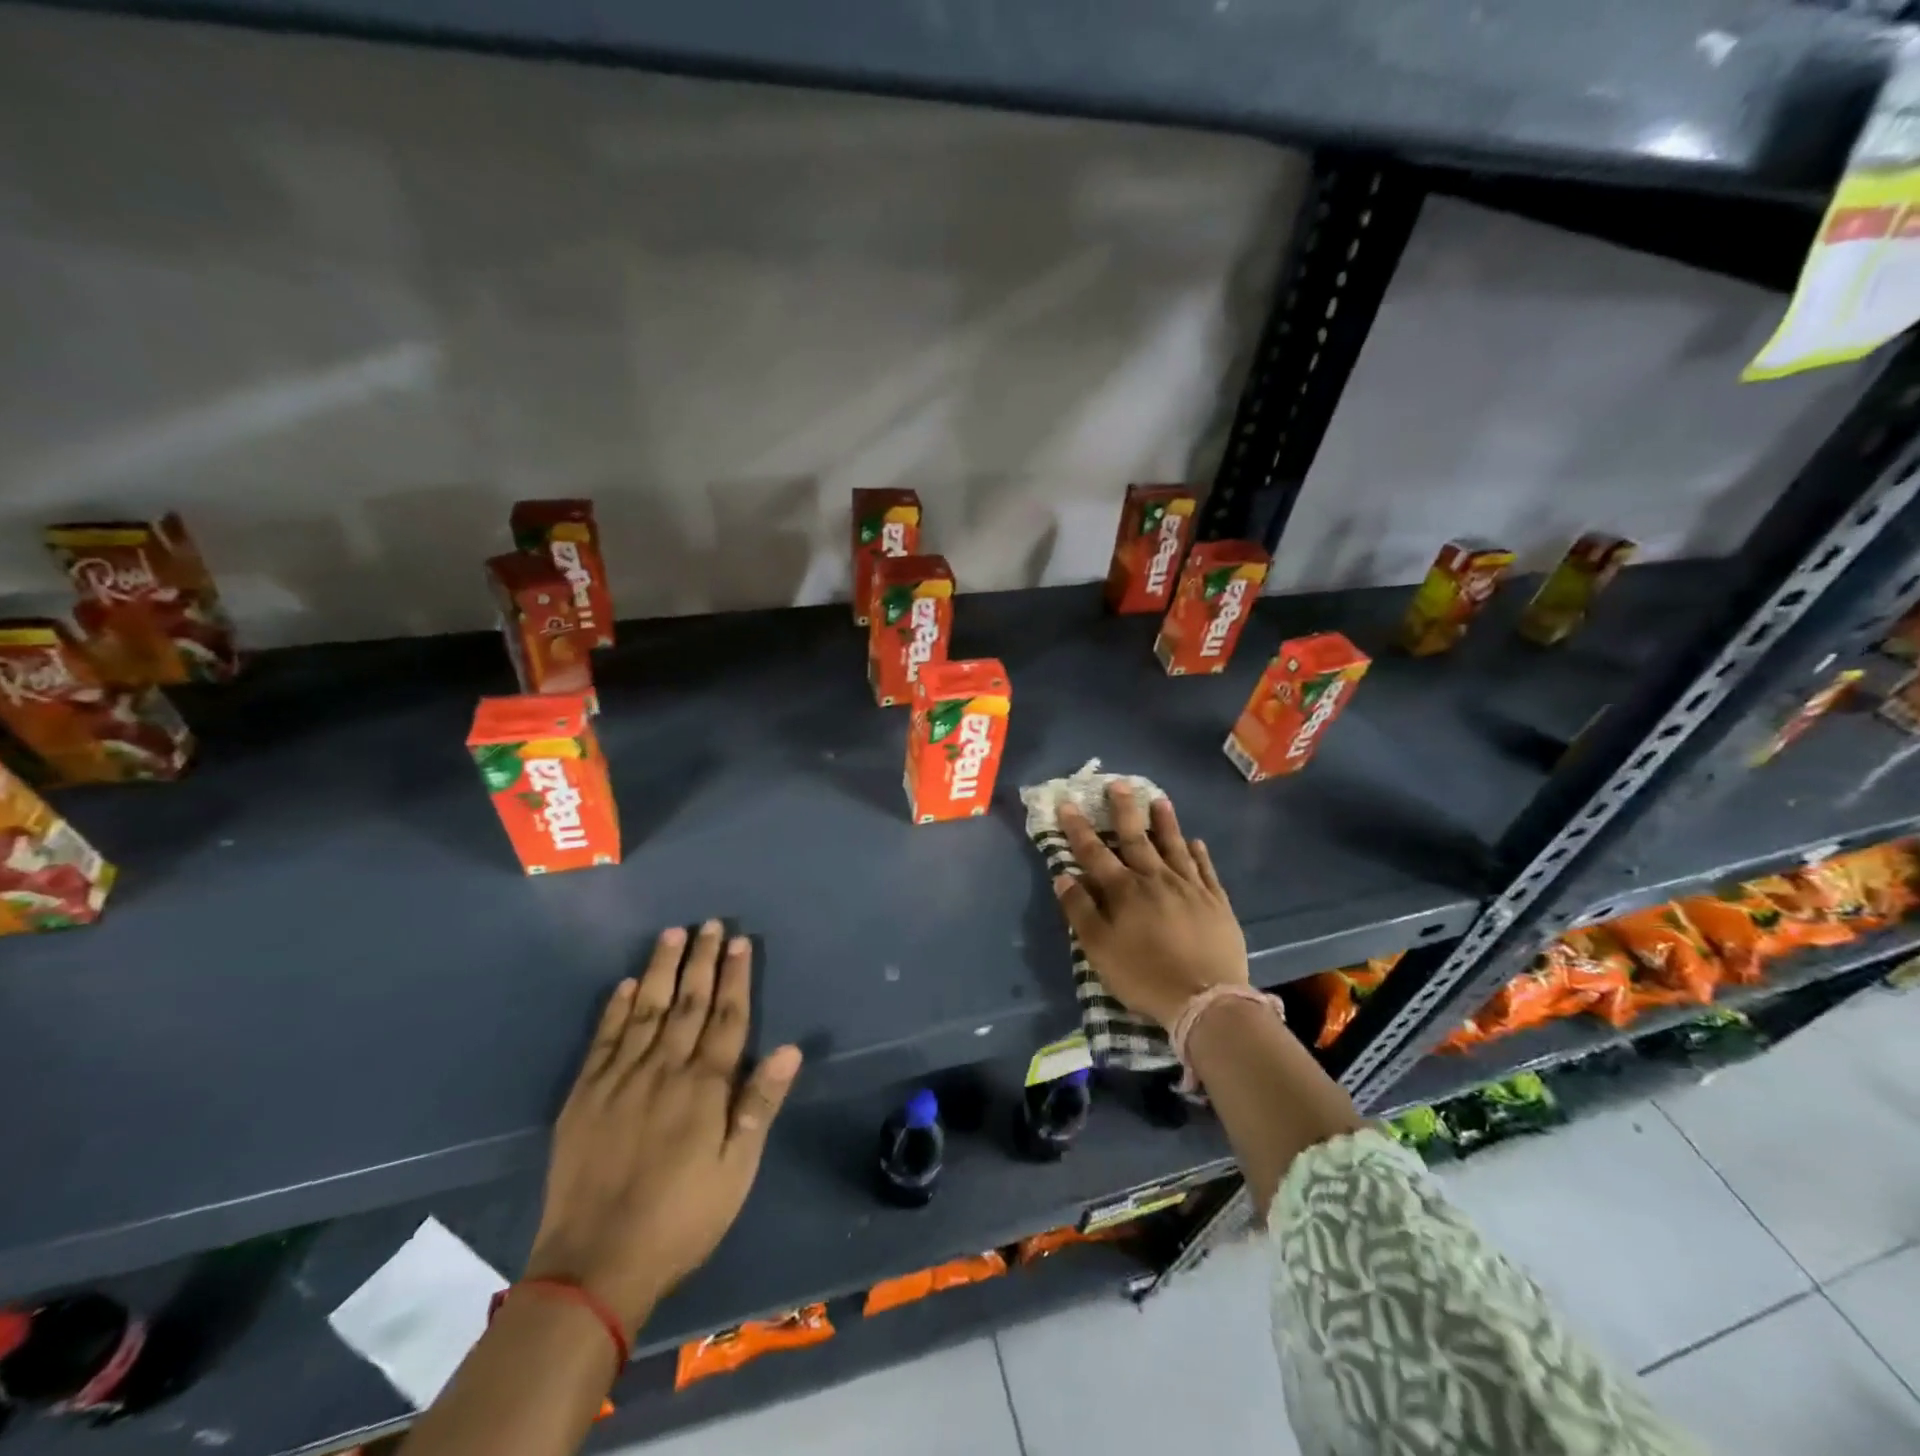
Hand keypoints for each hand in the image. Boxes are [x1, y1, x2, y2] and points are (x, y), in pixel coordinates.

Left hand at [525, 923, 802, 1336]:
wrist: (593, 1266)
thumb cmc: (681, 1219)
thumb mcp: (735, 1170)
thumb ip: (759, 1105)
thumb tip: (790, 1049)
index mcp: (704, 1087)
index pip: (727, 1018)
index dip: (736, 977)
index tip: (740, 942)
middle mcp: (664, 1070)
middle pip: (688, 1003)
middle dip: (702, 961)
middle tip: (710, 924)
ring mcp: (620, 1079)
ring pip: (645, 1010)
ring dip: (660, 970)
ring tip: (672, 934)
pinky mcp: (584, 1096)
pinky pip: (603, 1040)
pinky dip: (615, 1009)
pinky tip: (624, 985)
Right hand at [1052, 785, 1247, 1028]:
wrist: (1205, 999)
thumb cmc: (1144, 975)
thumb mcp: (1099, 950)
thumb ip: (1080, 911)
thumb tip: (1063, 877)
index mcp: (1124, 891)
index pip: (1094, 852)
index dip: (1078, 828)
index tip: (1067, 803)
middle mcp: (1156, 879)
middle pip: (1136, 838)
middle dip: (1124, 809)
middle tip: (1118, 783)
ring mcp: (1190, 888)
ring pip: (1174, 846)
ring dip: (1165, 822)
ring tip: (1159, 799)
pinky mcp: (1216, 902)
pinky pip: (1205, 869)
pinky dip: (1199, 853)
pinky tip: (1196, 841)